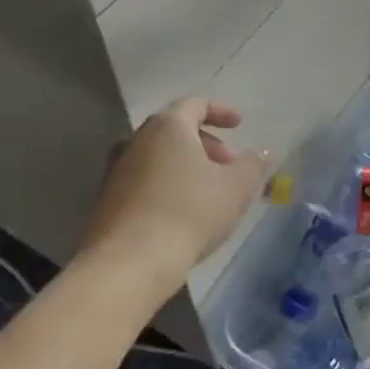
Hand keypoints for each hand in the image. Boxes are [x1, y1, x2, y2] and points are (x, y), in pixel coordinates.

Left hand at [85, 98, 267, 288]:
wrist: (129, 264)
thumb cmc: (189, 212)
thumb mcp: (237, 187)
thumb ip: (253, 164)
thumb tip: (262, 152)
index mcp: (168, 126)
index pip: (196, 104)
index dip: (221, 111)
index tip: (240, 125)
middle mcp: (137, 139)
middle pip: (175, 130)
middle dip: (207, 143)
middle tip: (229, 165)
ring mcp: (117, 170)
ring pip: (158, 156)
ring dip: (186, 166)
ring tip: (209, 191)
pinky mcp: (107, 201)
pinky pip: (144, 181)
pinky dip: (166, 185)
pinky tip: (182, 212)